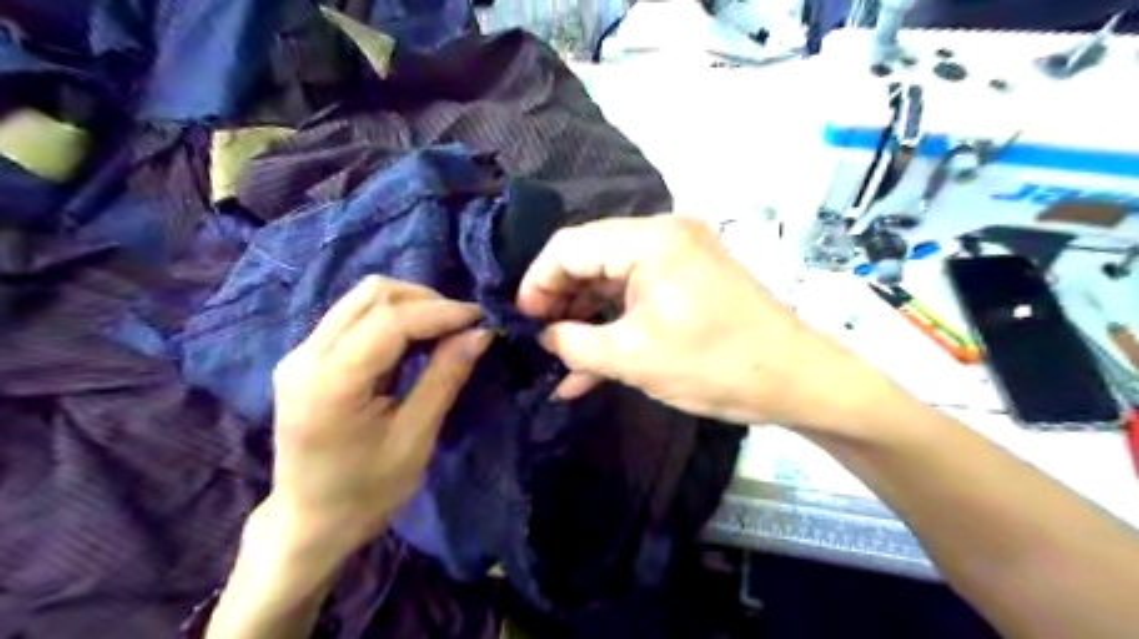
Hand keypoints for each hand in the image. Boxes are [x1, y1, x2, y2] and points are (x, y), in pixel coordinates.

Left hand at [262, 278, 493, 567]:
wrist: (309, 523)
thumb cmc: (367, 491)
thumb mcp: (416, 437)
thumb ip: (445, 377)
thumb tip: (481, 332)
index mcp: (331, 383)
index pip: (390, 320)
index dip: (441, 311)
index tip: (480, 317)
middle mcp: (306, 356)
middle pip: (372, 294)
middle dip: (426, 301)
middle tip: (463, 326)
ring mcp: (300, 354)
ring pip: (362, 299)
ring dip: (410, 305)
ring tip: (444, 331)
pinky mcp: (305, 358)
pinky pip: (355, 317)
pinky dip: (393, 318)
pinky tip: (416, 341)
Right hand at [514, 215, 888, 434]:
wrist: (796, 381)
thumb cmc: (714, 365)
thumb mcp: (633, 358)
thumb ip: (575, 344)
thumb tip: (544, 336)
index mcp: (650, 240)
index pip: (570, 246)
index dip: (537, 281)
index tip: (520, 319)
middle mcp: (663, 236)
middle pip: (590, 259)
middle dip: (560, 301)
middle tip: (539, 339)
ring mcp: (678, 258)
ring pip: (611, 281)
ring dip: (585, 319)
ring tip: (559, 356)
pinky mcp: (688, 282)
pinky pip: (637, 296)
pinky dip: (614, 324)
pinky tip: (589, 363)